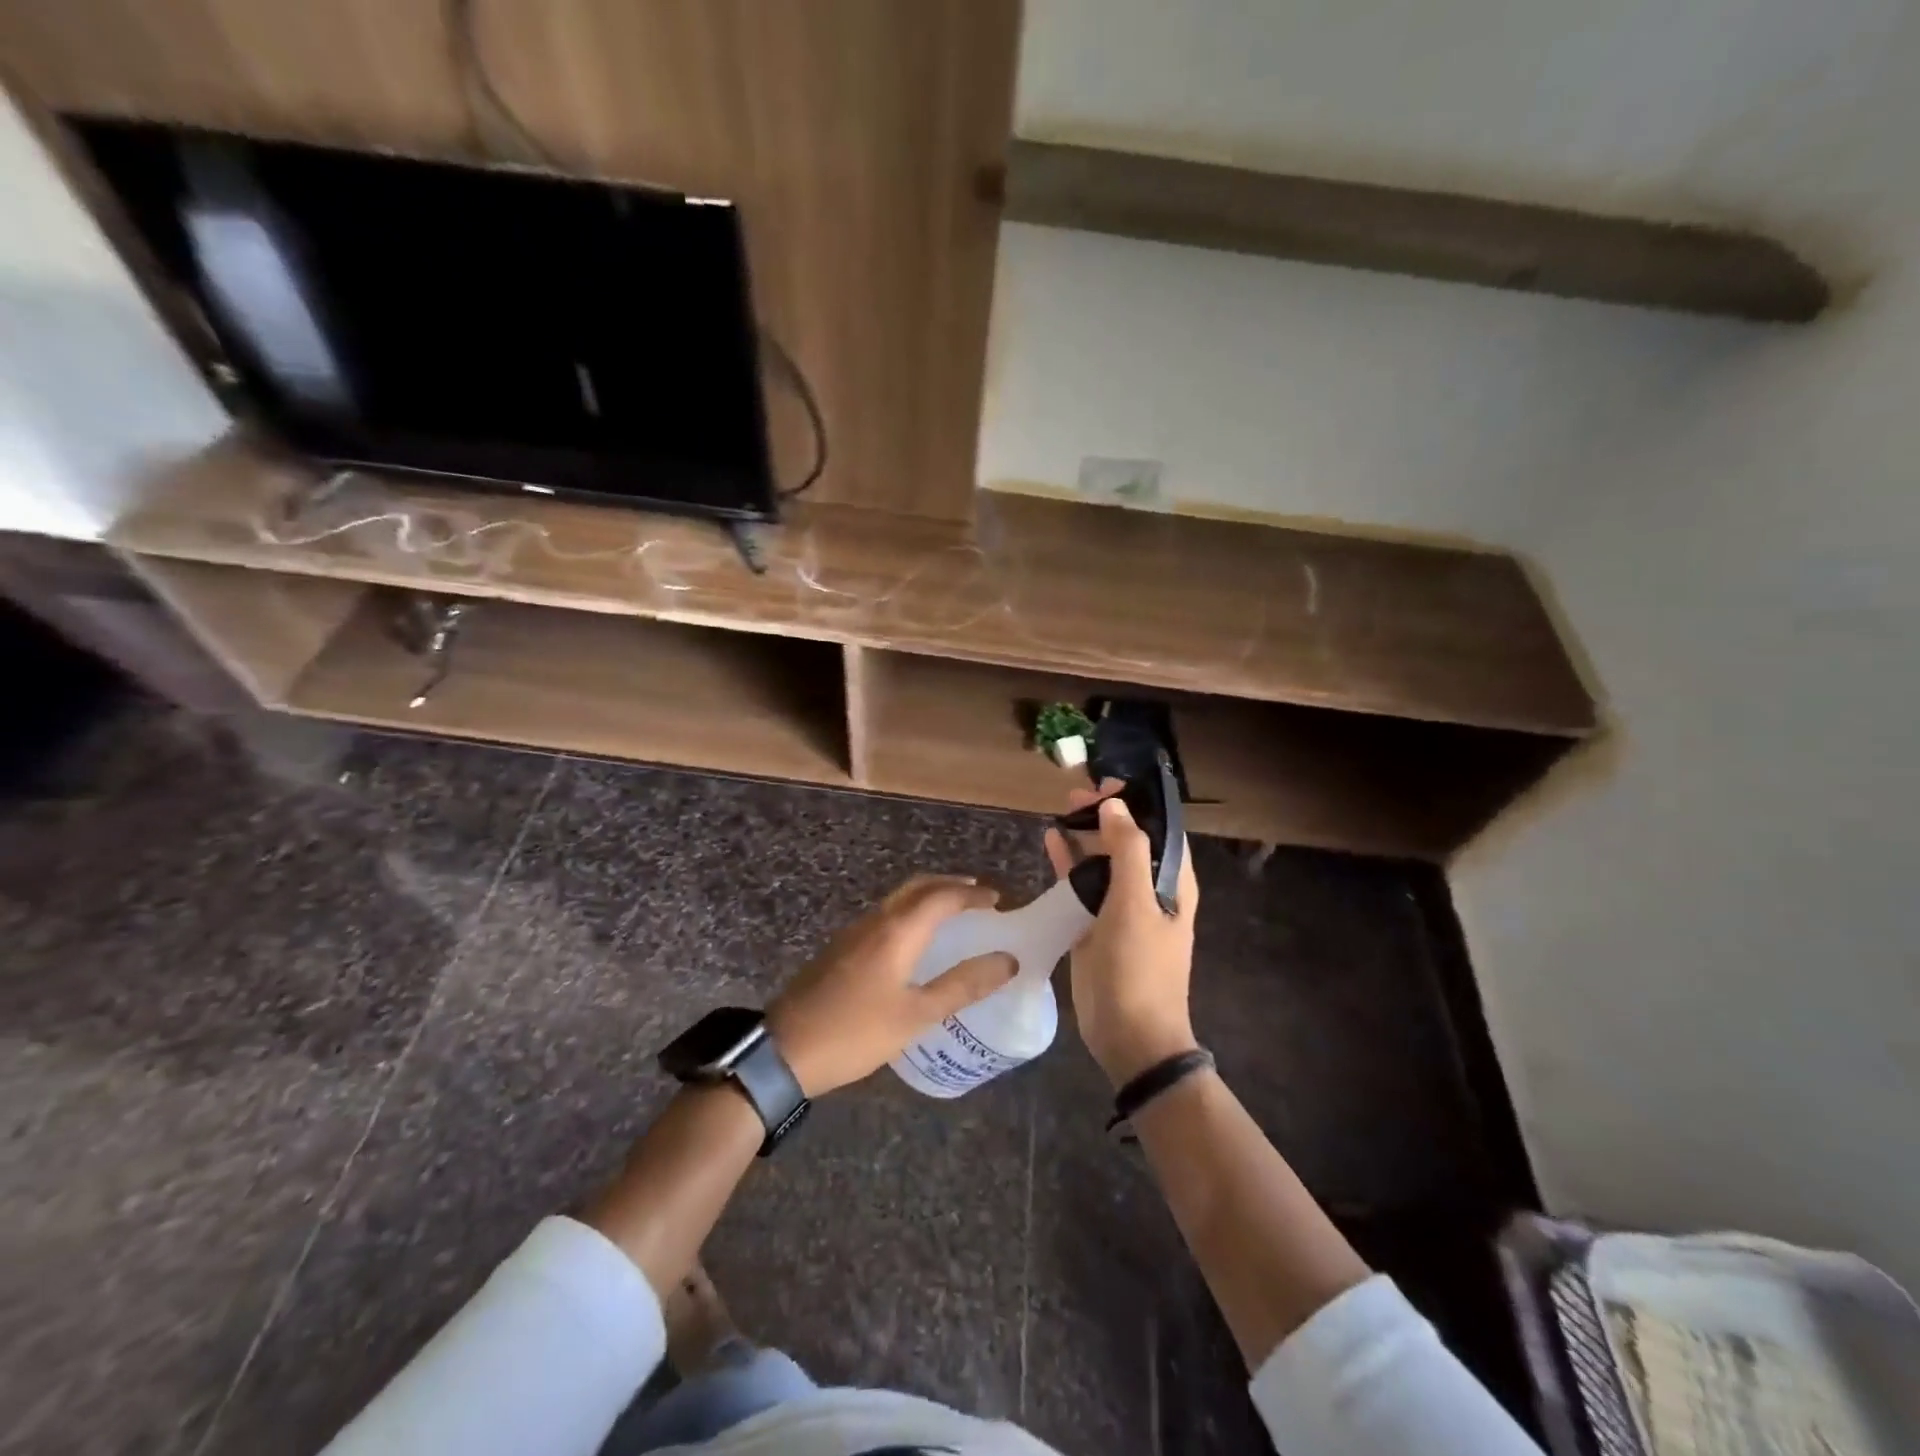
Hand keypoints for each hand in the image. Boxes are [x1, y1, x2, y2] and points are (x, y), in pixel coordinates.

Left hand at [766, 876, 1015, 1096]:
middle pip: (917, 887)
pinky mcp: (840, 948)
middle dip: (950, 885)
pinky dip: (909, 912)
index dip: (972, 894)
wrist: (784, 1050)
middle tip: (978, 895)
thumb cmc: (856, 1033)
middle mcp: (875, 920)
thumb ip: (963, 986)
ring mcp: (853, 932)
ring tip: (952, 912)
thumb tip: (1007, 961)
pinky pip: (884, 915)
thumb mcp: (917, 1015)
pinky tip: (914, 938)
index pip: (942, 897)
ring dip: (928, 896)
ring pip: (898, 899)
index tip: (997, 899)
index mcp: (897, 931)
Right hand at [1045, 783, 1199, 1086]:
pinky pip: (1082, 884)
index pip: (1160, 829)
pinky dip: (1069, 862)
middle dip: (1106, 814)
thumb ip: (1127, 851)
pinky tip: (1051, 840)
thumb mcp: (1136, 905)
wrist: (1129, 1035)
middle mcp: (1149, 890)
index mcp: (1172, 883)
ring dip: (1086, 834)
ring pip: (1103, 859)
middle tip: (1076, 793)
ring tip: (1062, 808)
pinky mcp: (1095, 924)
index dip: (1138, 802)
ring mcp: (1121, 907)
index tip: (1109, 780)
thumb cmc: (1140, 969)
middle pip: (1128, 840)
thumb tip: (1116, 805)